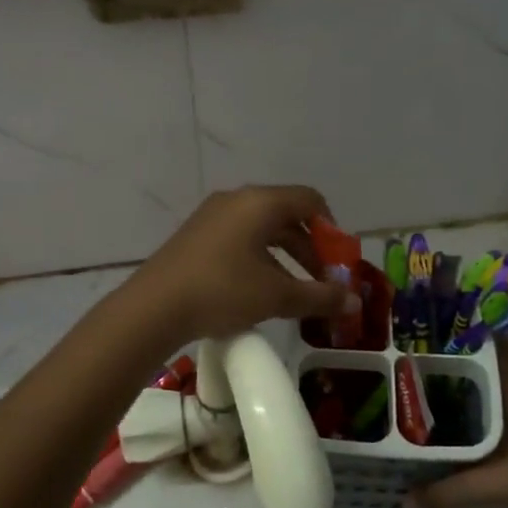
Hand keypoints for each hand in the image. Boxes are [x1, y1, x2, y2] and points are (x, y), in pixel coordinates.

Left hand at [124, 186, 358, 345]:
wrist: (154, 307)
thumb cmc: (222, 291)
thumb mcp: (276, 296)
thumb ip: (319, 296)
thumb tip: (353, 301)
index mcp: (260, 202)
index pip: (310, 200)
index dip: (332, 229)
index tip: (339, 261)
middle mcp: (236, 200)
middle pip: (286, 215)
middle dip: (309, 248)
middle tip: (321, 282)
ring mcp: (212, 217)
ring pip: (262, 229)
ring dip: (284, 257)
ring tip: (293, 292)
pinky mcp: (196, 236)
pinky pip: (239, 239)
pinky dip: (259, 259)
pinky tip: (258, 291)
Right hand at [414, 341, 507, 507]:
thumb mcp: (496, 482)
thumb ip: (450, 492)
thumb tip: (406, 501)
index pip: (488, 346)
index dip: (461, 332)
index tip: (428, 326)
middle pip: (476, 369)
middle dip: (444, 364)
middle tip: (404, 362)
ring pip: (480, 393)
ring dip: (453, 391)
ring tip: (413, 392)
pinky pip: (485, 415)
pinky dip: (465, 416)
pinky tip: (445, 429)